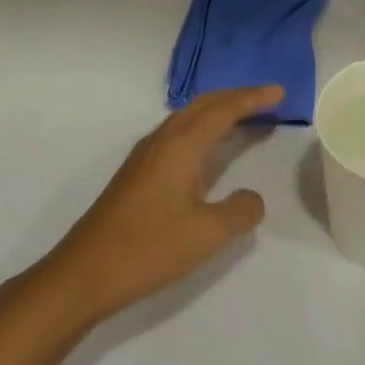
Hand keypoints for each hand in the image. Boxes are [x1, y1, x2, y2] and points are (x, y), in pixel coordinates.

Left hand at [40, 86, 281, 324]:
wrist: (84, 272)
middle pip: (202, 105)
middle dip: (235, 97)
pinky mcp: (135, 174)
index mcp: (181, 146)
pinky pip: (175, 134)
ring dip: (215, 111)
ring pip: (185, 118)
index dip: (253, 99)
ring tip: (241, 117)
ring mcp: (144, 157)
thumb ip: (240, 211)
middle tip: (265, 98)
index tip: (279, 91)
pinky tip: (204, 149)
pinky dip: (199, 129)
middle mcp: (162, 141)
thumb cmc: (149, 248)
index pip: (224, 110)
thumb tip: (251, 197)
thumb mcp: (208, 234)